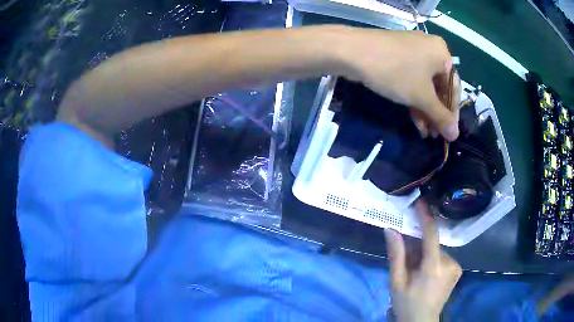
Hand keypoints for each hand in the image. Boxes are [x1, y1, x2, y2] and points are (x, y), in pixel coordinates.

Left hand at [339, 29, 459, 140]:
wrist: (352, 51)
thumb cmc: (396, 71)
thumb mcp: (421, 96)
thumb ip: (440, 116)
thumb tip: (455, 135)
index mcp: (442, 53)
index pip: (454, 88)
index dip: (452, 114)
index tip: (449, 134)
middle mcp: (430, 48)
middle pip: (439, 87)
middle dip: (436, 113)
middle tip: (434, 135)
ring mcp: (412, 51)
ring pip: (424, 85)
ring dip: (425, 110)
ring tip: (425, 133)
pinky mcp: (397, 55)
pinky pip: (412, 79)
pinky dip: (414, 98)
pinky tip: (415, 120)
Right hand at [384, 202, 461, 321]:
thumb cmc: (406, 303)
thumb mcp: (396, 282)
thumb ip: (396, 255)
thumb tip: (391, 229)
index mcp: (433, 268)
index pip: (431, 236)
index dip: (426, 217)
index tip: (420, 202)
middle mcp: (450, 263)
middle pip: (433, 244)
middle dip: (418, 247)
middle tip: (407, 261)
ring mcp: (456, 267)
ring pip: (437, 250)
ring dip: (425, 255)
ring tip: (415, 271)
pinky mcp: (458, 269)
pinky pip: (443, 257)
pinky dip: (432, 260)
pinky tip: (425, 274)